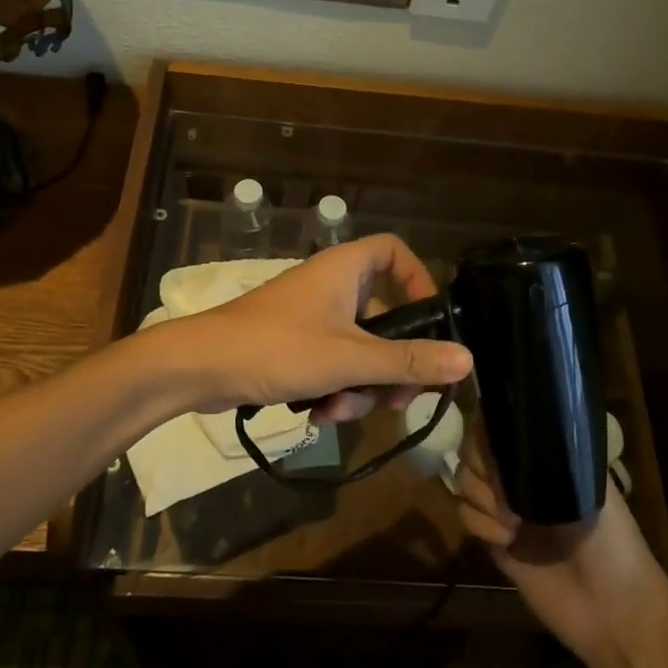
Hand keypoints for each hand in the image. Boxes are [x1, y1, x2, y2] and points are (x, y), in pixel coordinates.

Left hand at [163, 234, 472, 422]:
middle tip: (397, 399)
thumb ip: (408, 360)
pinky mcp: (294, 346)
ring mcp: (311, 317)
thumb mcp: (350, 358)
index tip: (430, 322)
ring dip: (357, 387)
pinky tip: (316, 415)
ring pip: (359, 350)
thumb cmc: (278, 347)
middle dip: (390, 363)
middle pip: (384, 316)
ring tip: (336, 411)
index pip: (395, 251)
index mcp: (345, 269)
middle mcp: (331, 286)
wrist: (200, 367)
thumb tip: (467, 358)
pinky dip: (332, 390)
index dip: (419, 280)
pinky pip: (332, 365)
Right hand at [457, 436, 667, 667]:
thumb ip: (547, 454)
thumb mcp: (586, 485)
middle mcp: (521, 476)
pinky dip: (480, 523)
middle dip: (481, 464)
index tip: (494, 441)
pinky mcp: (493, 540)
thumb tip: (507, 425)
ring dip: (481, 495)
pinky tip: (506, 539)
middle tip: (502, 486)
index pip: (502, 425)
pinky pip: (465, 515)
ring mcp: (504, 508)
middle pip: (475, 449)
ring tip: (510, 519)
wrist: (612, 609)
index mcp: (546, 457)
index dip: (489, 427)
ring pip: (465, 480)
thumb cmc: (611, 540)